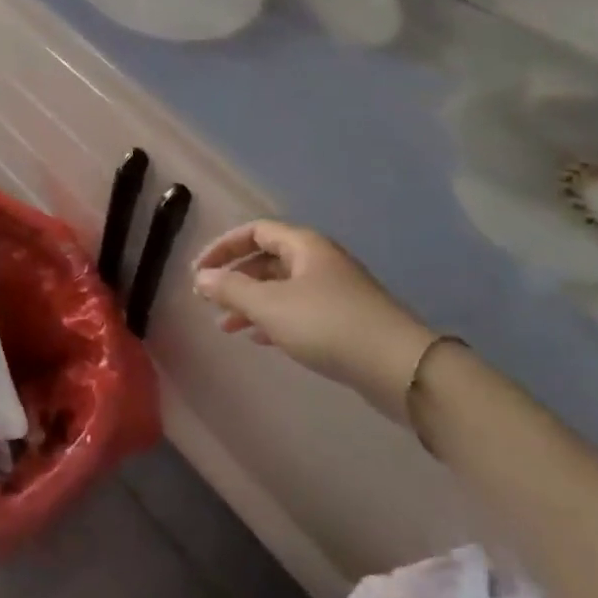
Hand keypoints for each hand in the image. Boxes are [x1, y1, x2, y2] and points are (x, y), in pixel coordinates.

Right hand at [193, 220, 435, 421]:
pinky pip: (297, 310)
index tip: (199, 271)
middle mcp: (319, 260)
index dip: (223, 246)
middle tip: (209, 300)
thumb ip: (231, 289)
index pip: (254, 231)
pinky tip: (258, 339)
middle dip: (235, 278)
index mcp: (303, 245)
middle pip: (267, 258)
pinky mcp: (343, 319)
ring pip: (281, 287)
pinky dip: (273, 319)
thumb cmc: (327, 325)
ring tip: (226, 326)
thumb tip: (201, 277)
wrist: (398, 366)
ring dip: (251, 302)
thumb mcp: (270, 305)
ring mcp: (334, 290)